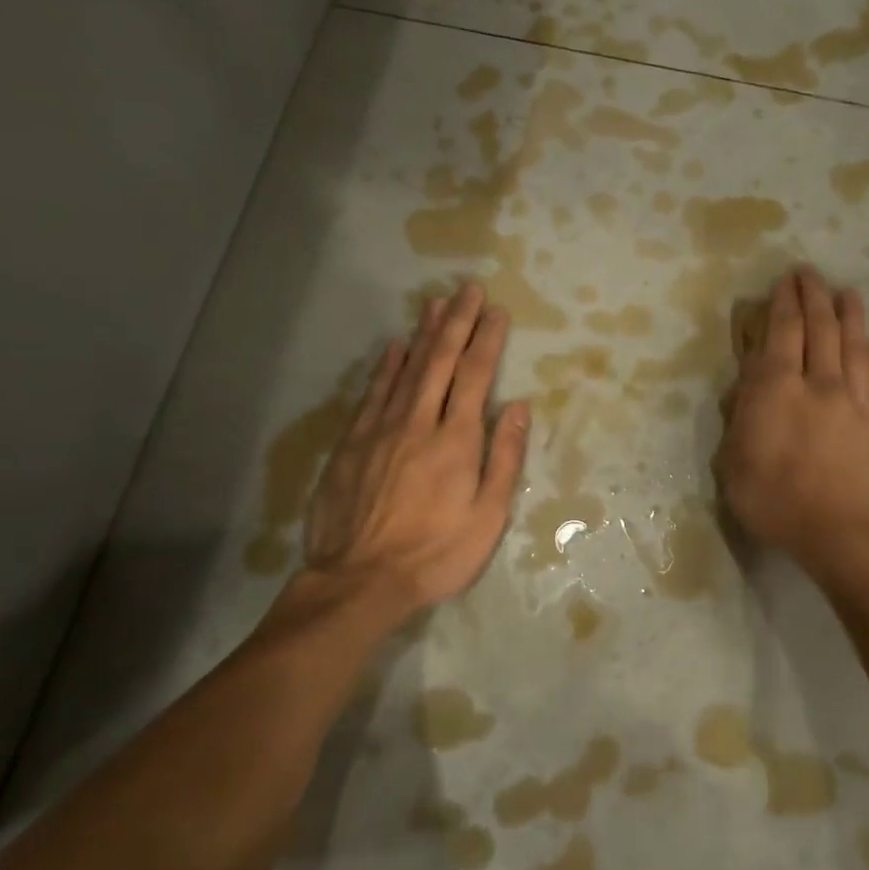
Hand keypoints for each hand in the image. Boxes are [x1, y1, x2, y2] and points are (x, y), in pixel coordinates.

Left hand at [300, 284, 528, 620]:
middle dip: (456, 322)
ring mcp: (380, 430)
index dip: (487, 340)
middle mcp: (418, 423)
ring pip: (405, 370)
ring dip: (422, 334)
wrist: (361, 580)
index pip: (475, 376)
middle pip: (439, 362)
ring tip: (435, 303)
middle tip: (467, 289)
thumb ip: (503, 457)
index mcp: (456, 440)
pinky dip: (385, 367)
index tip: (496, 311)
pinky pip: (372, 394)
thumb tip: (517, 406)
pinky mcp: (351, 444)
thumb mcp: (487, 515)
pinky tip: (394, 348)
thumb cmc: (437, 553)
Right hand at [714, 267, 868, 578]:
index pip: (780, 333)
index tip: (782, 283)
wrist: (837, 532)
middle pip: (818, 327)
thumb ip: (740, 418)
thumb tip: (750, 387)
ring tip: (846, 291)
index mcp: (775, 390)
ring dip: (848, 312)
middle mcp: (815, 383)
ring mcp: (848, 398)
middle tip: (808, 273)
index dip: (782, 304)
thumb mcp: (733, 463)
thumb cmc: (773, 501)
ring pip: (850, 342)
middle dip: (812, 295)